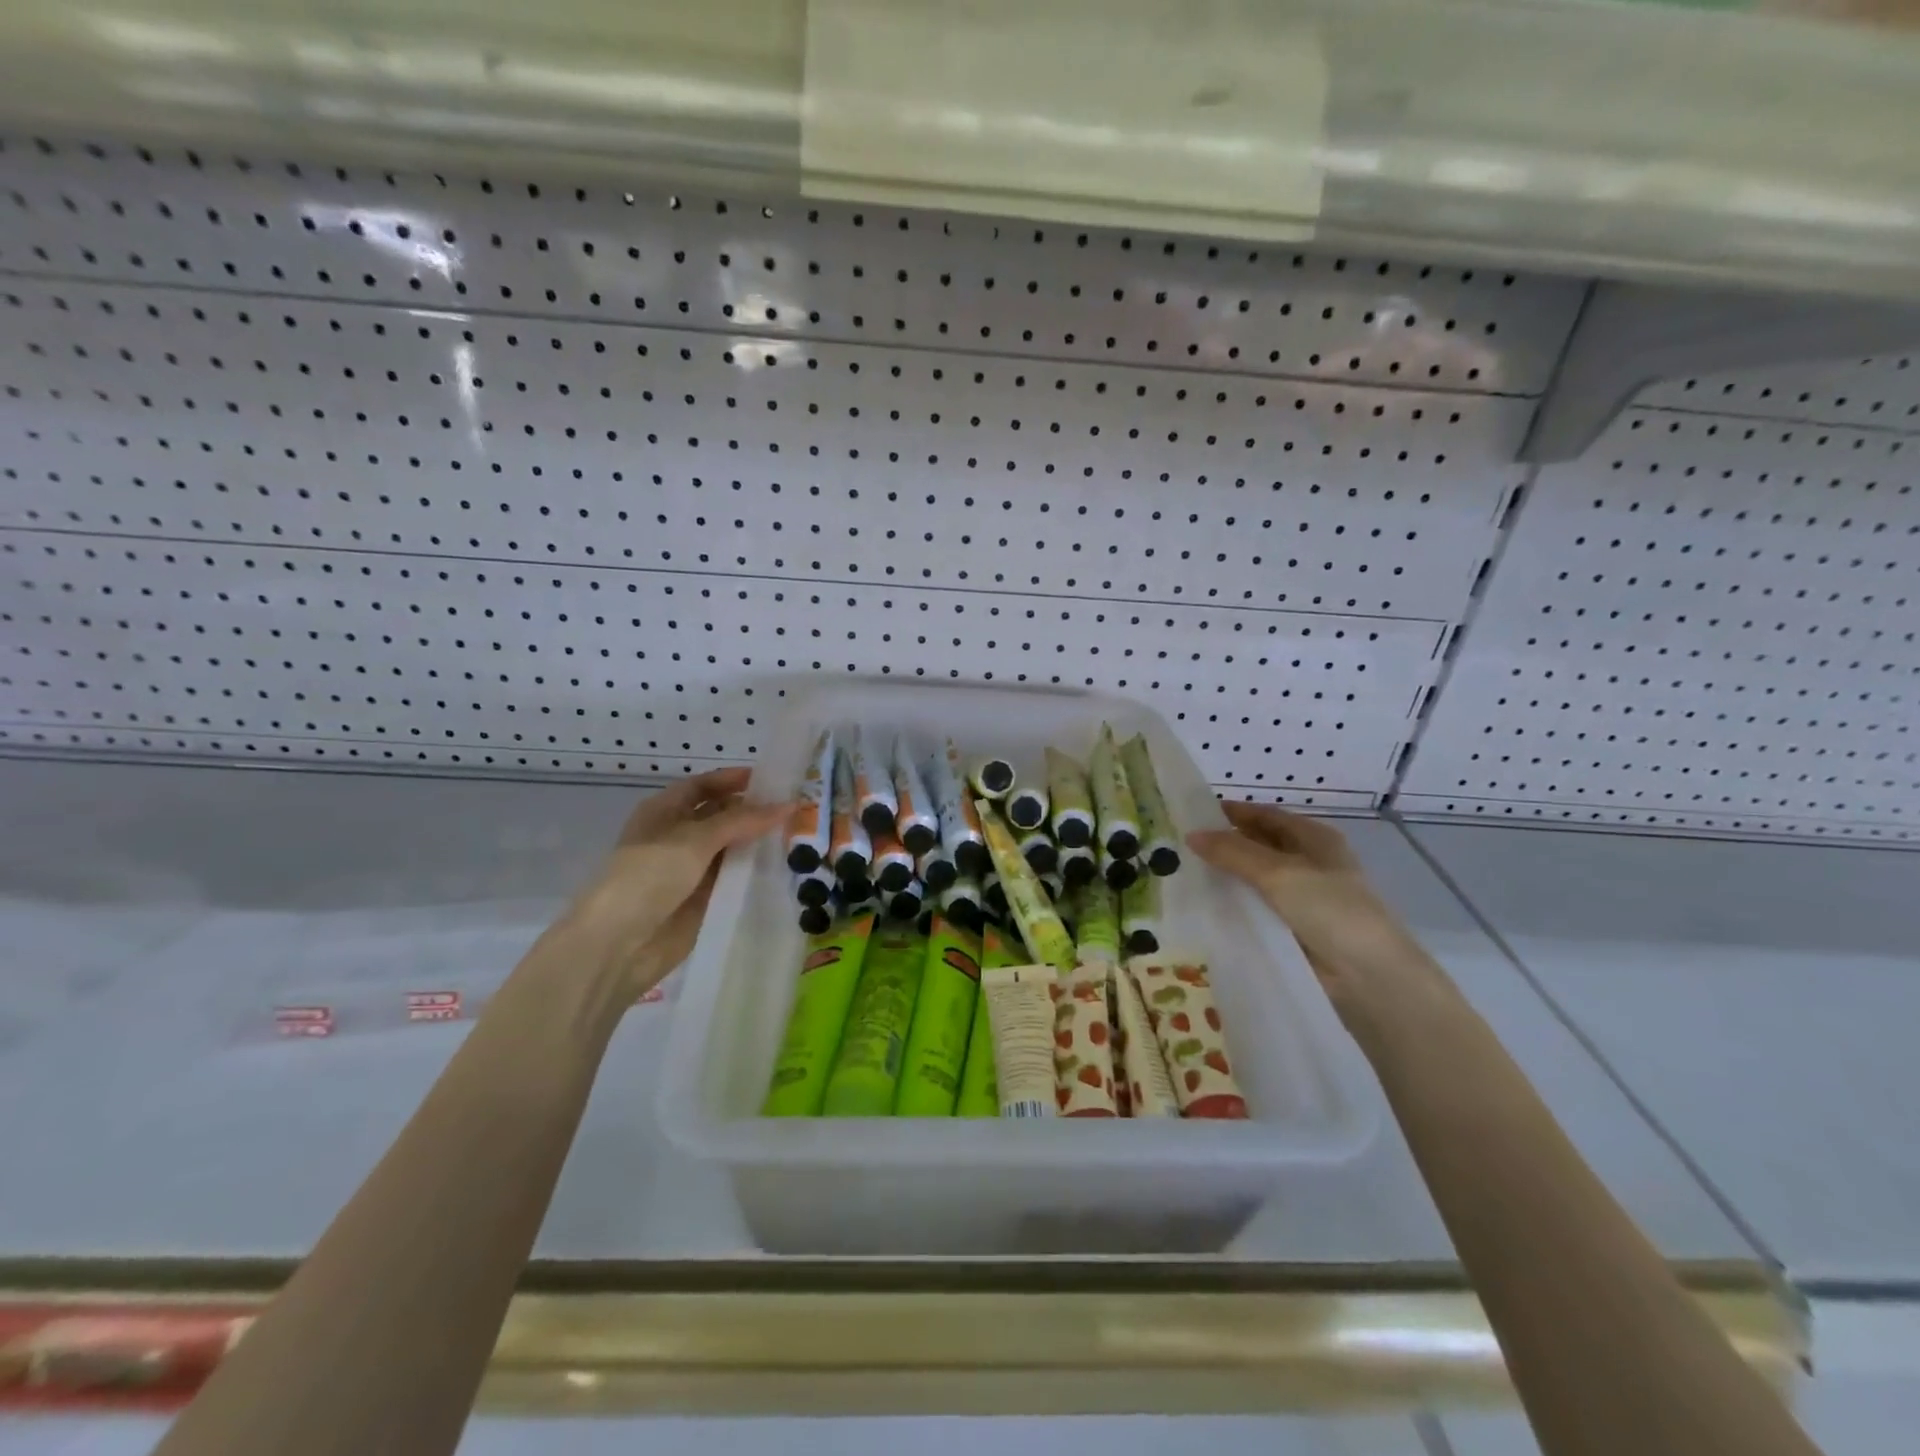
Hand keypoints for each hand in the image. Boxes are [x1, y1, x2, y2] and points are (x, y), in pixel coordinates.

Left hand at [558, 767, 789, 1000]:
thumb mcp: (696, 838)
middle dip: (755, 812)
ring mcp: (692, 869)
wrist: (620, 943)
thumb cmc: (650, 875)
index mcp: (665, 811)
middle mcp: (678, 836)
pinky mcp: (704, 899)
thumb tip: (789, 804)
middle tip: (800, 809)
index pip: (704, 786)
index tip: (775, 779)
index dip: (735, 780)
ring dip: (760, 843)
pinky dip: (757, 872)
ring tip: (803, 836)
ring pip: (733, 849)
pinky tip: (789, 868)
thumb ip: (742, 820)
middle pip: (722, 816)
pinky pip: (735, 879)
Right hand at [1188, 803, 1452, 1040]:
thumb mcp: (1278, 872)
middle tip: (1178, 847)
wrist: (1370, 977)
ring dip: (1226, 877)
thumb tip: (1191, 835)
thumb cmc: (1330, 909)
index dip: (1230, 813)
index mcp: (1313, 838)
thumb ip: (1233, 852)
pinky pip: (1257, 909)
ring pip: (1255, 880)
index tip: (1190, 815)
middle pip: (1258, 846)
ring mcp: (1303, 897)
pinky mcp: (1294, 928)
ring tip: (1182, 875)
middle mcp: (1309, 862)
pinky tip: (1204, 907)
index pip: (1264, 815)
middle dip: (1223, 845)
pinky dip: (1235, 906)